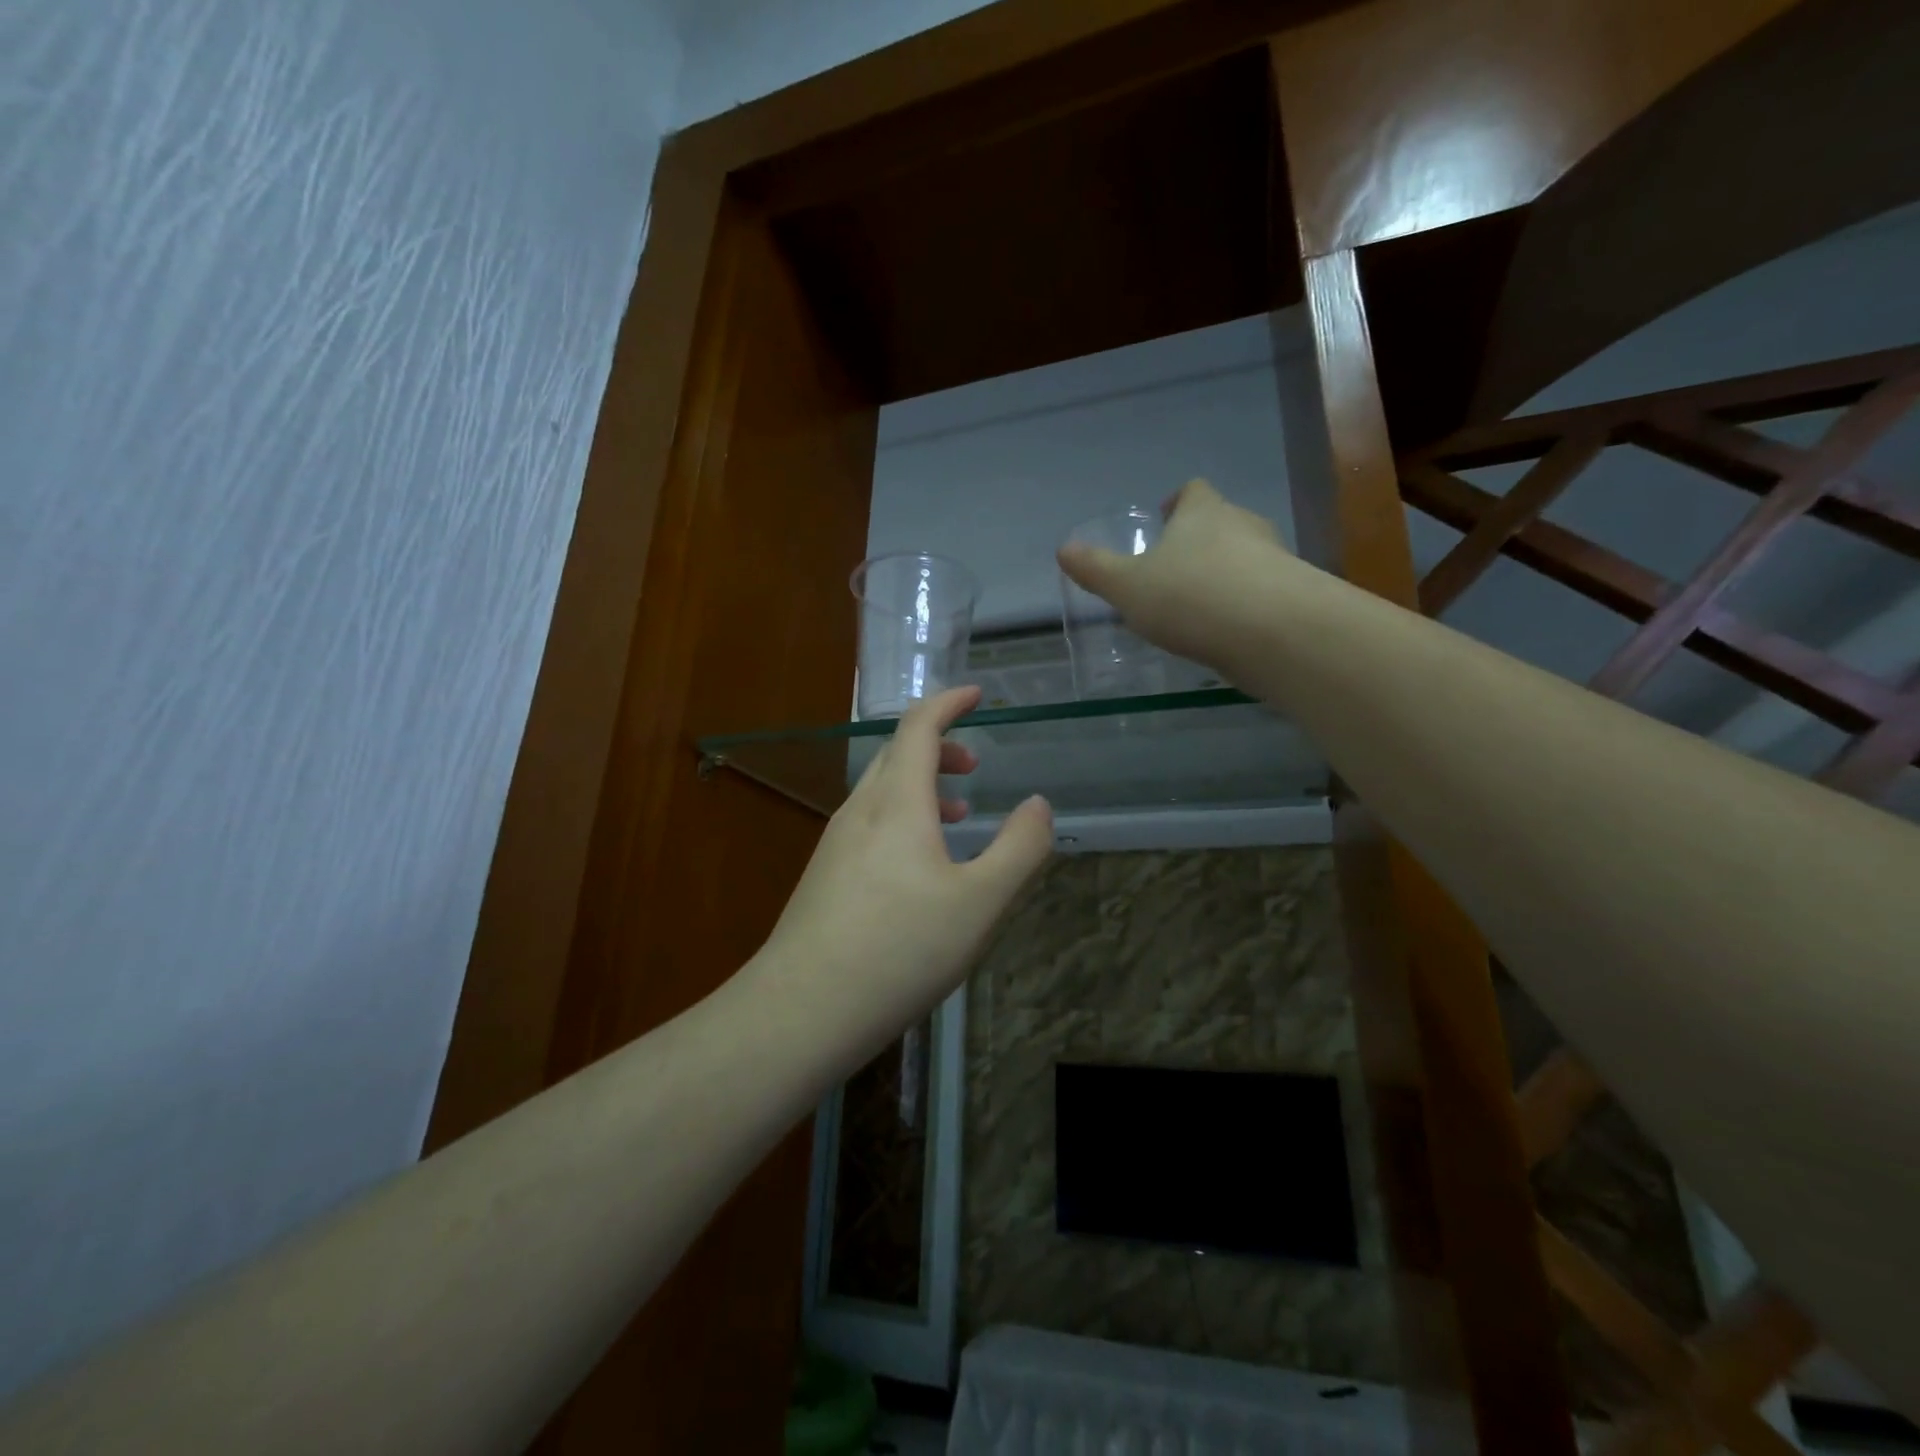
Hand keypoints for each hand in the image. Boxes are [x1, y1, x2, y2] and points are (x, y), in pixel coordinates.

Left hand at [762, 686, 1053, 1056]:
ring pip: (881, 792)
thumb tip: (1038, 805)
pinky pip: (869, 824)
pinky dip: (903, 819)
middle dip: (939, 747)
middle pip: (896, 754)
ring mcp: (835, 844)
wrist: (802, 1009)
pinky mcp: (824, 877)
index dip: (948, 702)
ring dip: (922, 787)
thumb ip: (1020, 848)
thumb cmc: (900, 948)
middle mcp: (860, 811)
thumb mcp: (980, 902)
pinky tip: (919, 868)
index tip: (976, 694)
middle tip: (975, 767)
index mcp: (896, 802)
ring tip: (958, 816)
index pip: (918, 726)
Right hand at [1057, 479, 1291, 671]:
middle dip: (1199, 539)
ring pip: (1244, 556)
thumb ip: (1096, 569)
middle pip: (1221, 520)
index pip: (1192, 492)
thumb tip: (1063, 549)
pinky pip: (1260, 590)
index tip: (1166, 516)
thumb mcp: (1127, 586)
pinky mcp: (1291, 595)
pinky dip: (1242, 603)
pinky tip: (1225, 630)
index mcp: (1202, 513)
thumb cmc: (1189, 596)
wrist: (1272, 631)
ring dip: (1222, 572)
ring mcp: (1273, 559)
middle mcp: (1242, 525)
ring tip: (1198, 602)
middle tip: (1175, 565)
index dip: (1178, 501)